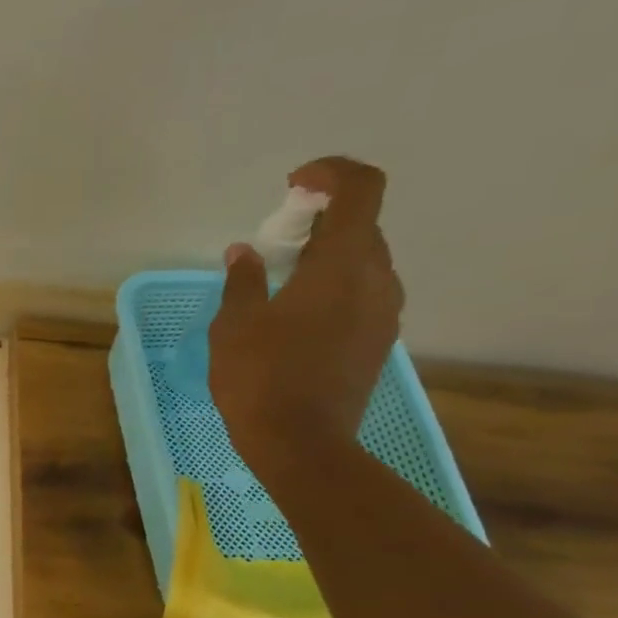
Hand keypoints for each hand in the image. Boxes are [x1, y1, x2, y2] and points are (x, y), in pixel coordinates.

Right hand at [208, 155, 403, 473]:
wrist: (301, 444)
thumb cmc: (261, 378)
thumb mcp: (234, 326)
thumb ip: (243, 282)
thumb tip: (245, 254)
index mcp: (343, 265)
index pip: (361, 188)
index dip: (331, 173)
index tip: (293, 186)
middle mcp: (377, 280)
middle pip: (362, 226)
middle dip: (321, 221)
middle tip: (275, 242)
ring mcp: (384, 313)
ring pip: (363, 264)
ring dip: (327, 257)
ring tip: (281, 284)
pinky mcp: (378, 342)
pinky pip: (361, 295)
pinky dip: (333, 288)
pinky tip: (295, 319)